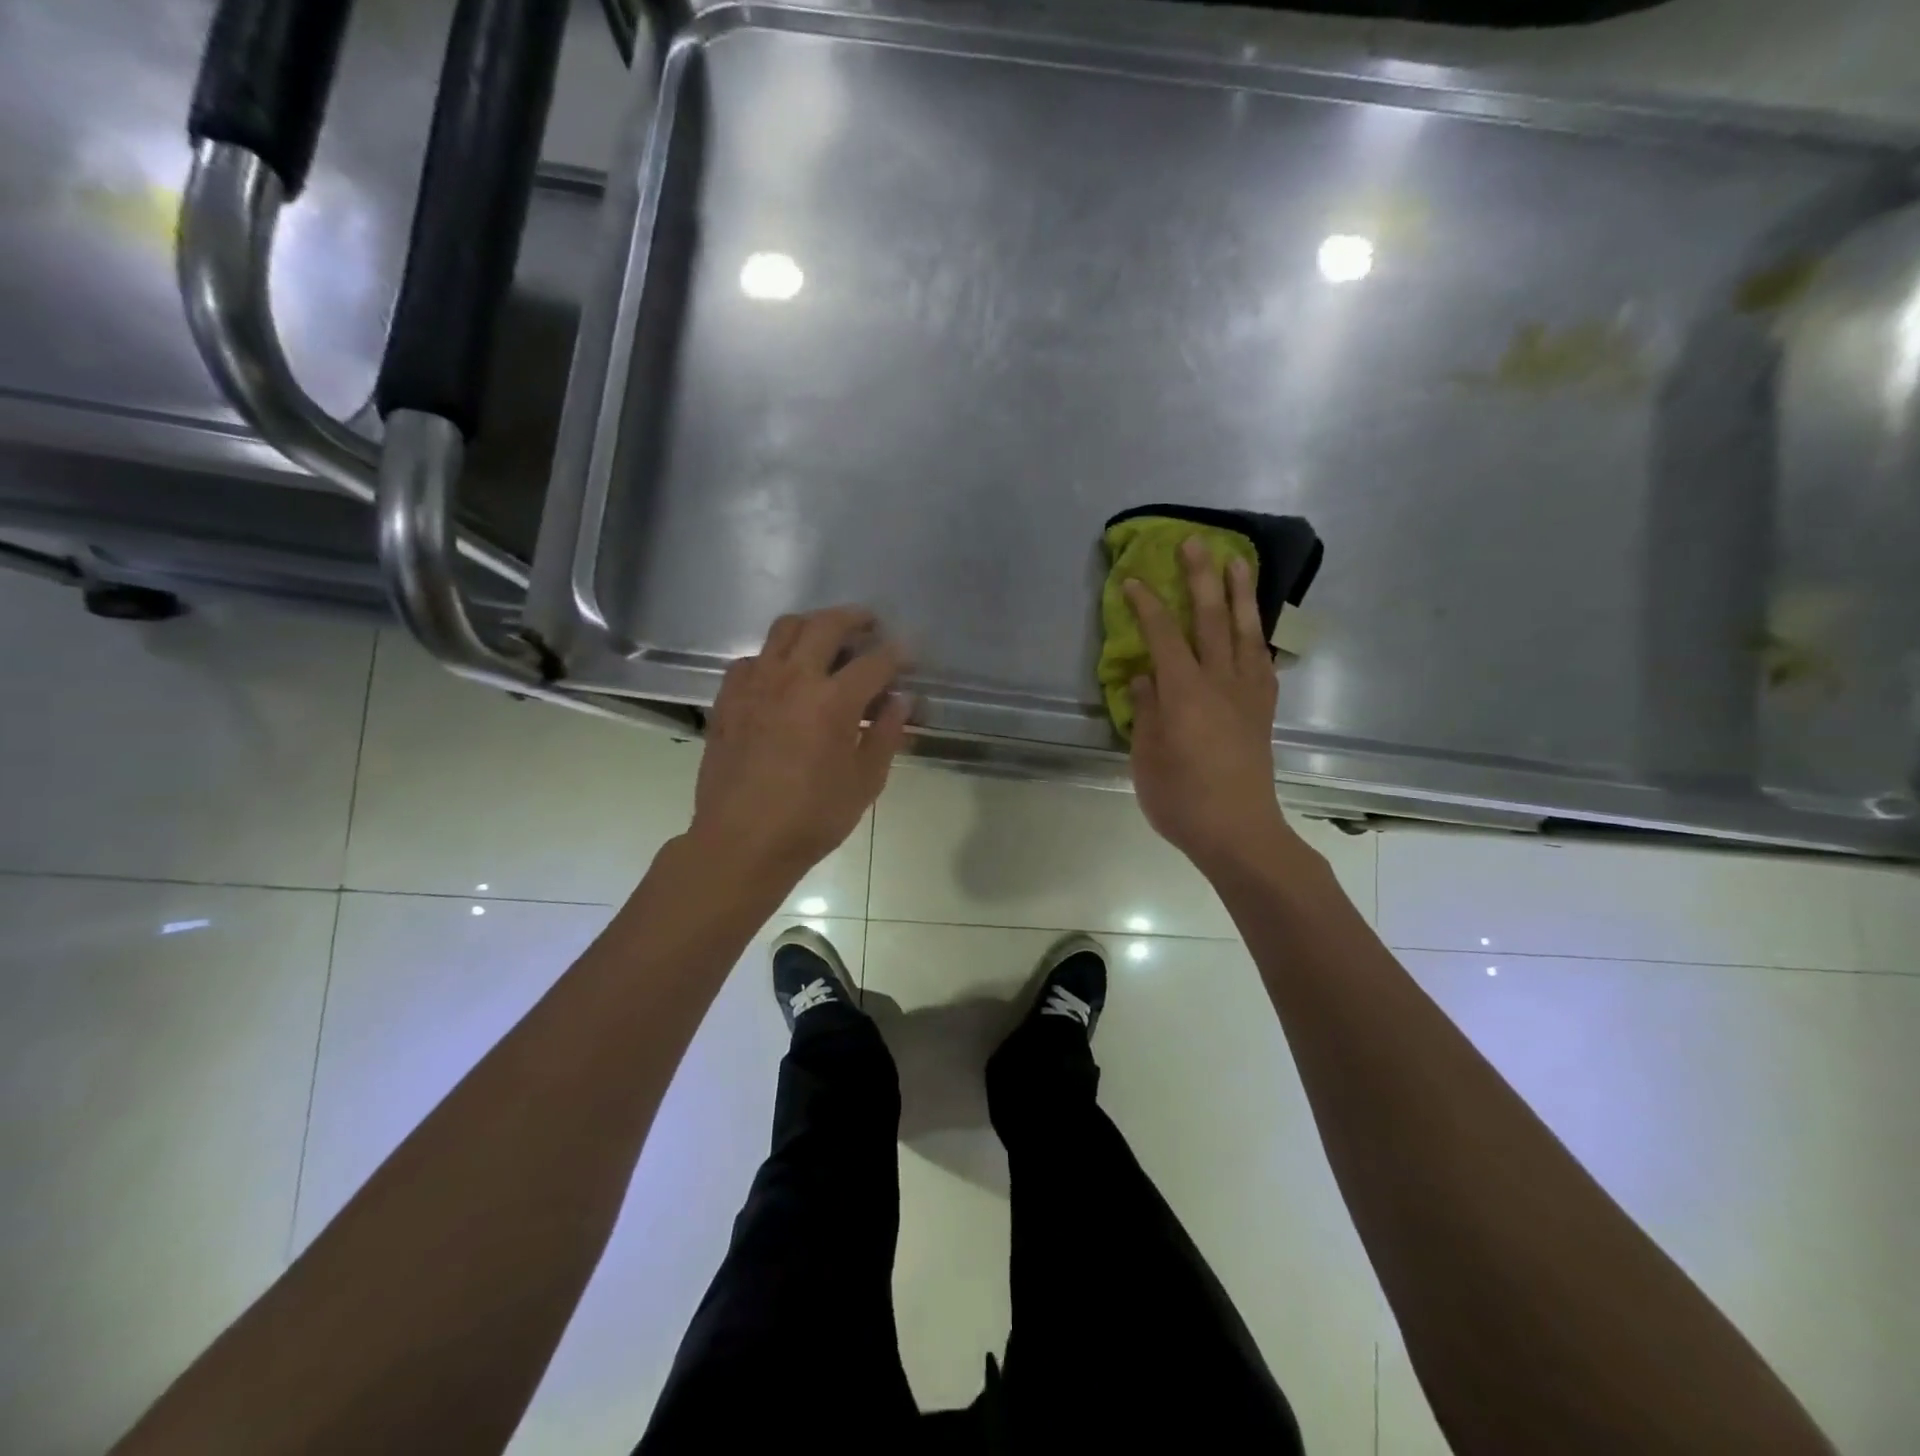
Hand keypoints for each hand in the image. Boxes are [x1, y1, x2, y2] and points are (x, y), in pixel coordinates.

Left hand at [688, 606, 910, 884]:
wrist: (742, 842)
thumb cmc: (811, 818)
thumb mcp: (864, 782)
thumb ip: (887, 734)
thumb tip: (901, 700)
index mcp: (832, 701)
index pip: (875, 661)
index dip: (897, 653)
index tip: (908, 654)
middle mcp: (793, 679)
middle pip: (826, 625)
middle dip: (854, 618)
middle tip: (869, 625)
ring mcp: (755, 684)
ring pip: (784, 629)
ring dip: (812, 625)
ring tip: (826, 638)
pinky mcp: (728, 698)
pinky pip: (752, 659)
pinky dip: (773, 657)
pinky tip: (781, 676)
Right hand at [1125, 540, 1294, 875]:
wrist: (1240, 832)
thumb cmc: (1182, 800)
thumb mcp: (1148, 757)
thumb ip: (1147, 709)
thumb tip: (1145, 674)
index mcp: (1185, 693)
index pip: (1163, 635)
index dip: (1146, 604)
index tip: (1131, 579)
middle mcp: (1221, 682)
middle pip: (1211, 619)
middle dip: (1201, 578)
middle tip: (1195, 543)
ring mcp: (1248, 693)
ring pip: (1245, 631)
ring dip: (1240, 593)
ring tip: (1237, 561)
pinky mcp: (1263, 709)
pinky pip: (1262, 659)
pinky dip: (1258, 634)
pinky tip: (1254, 624)